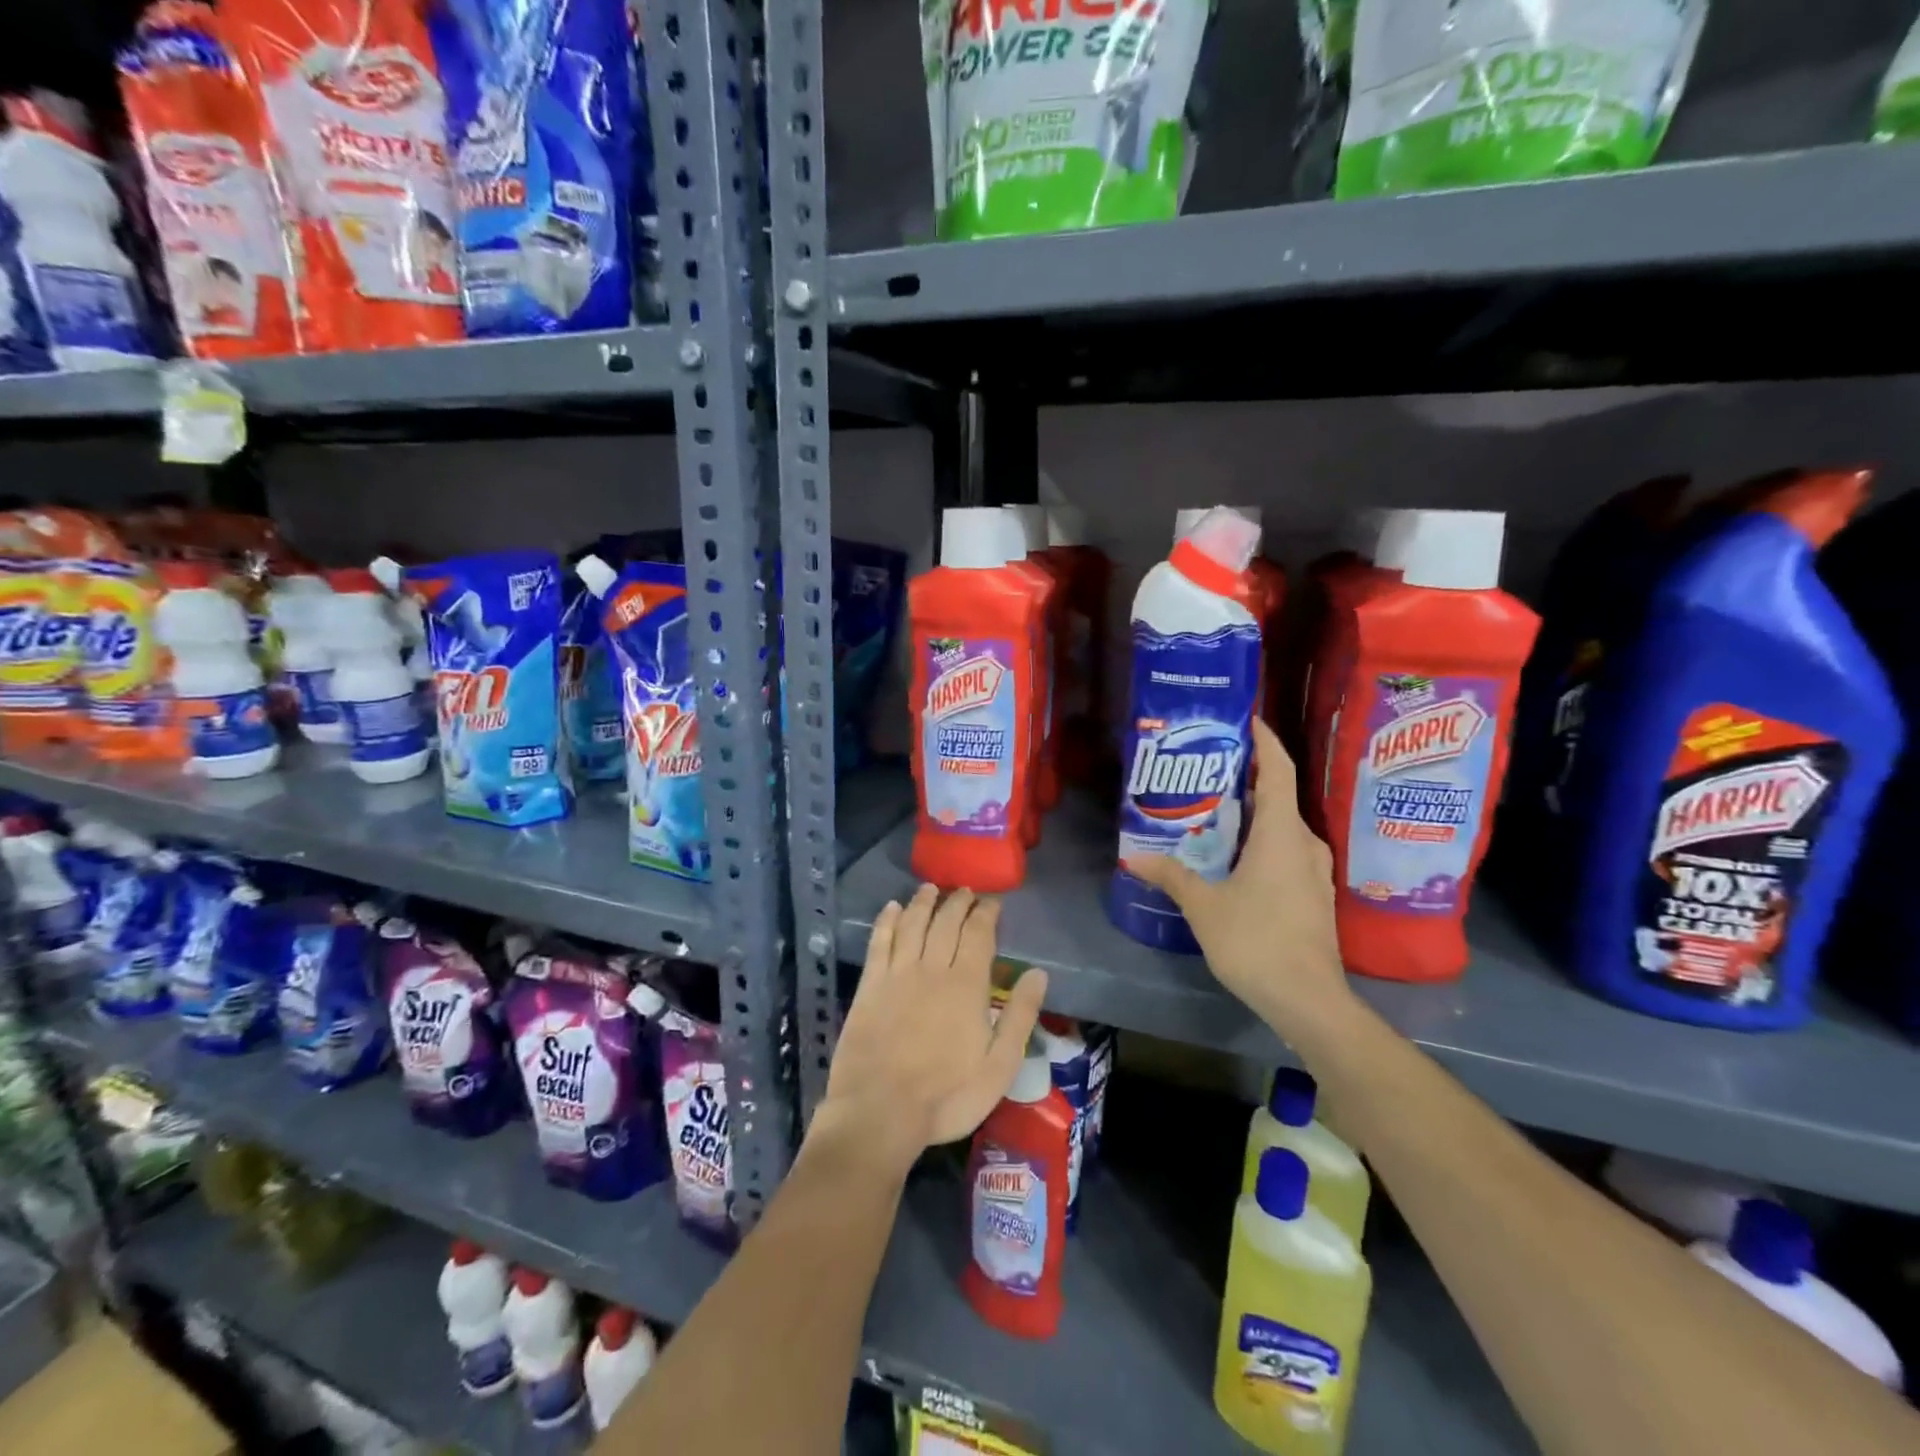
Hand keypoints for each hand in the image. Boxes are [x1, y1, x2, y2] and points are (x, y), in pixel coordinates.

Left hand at [817, 885, 1047, 1168]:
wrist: (880, 1111)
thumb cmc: (947, 1095)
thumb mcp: (999, 1066)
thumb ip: (1020, 1016)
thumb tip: (1038, 973)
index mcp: (967, 985)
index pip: (979, 934)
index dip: (986, 913)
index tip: (992, 901)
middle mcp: (932, 968)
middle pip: (946, 922)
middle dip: (957, 901)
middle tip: (964, 890)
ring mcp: (897, 974)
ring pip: (912, 924)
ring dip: (923, 902)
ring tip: (931, 888)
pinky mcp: (870, 986)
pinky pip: (879, 942)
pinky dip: (886, 921)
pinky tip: (891, 909)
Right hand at [1125, 718, 1355, 1044]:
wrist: (1309, 1000)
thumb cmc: (1256, 941)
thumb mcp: (1204, 906)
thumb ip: (1171, 875)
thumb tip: (1132, 857)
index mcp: (1280, 834)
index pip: (1278, 770)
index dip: (1265, 741)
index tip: (1246, 719)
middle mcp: (1304, 843)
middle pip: (1278, 796)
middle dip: (1247, 777)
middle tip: (1208, 769)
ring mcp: (1313, 871)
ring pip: (1282, 826)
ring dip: (1253, 813)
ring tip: (1214, 810)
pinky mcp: (1313, 894)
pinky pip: (1286, 850)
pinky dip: (1261, 840)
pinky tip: (1233, 855)